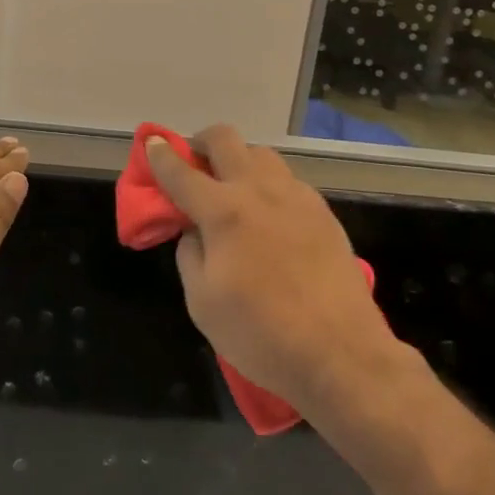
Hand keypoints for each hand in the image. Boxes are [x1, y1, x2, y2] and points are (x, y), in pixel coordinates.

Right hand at [147, 125, 401, 413]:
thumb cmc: (261, 334)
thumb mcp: (202, 302)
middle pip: (224, 139)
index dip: (160, 154)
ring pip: (260, 154)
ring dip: (238, 161)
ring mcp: (296, 197)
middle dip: (201, 142)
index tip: (152, 143)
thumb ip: (190, 254)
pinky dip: (268, 185)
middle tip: (193, 164)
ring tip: (233, 191)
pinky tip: (269, 217)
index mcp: (224, 212)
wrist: (342, 356)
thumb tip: (194, 230)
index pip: (180, 171)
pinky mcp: (323, 212)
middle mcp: (259, 191)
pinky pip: (287, 181)